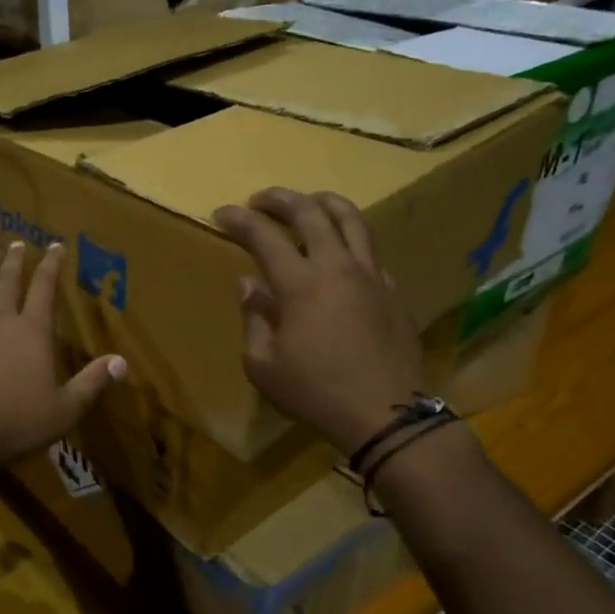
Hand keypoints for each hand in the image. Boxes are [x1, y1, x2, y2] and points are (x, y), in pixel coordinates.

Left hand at [0, 241, 125, 472]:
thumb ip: (92, 383)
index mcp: (32, 331)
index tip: (55, 245)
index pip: (45, 287)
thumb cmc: (17, 422)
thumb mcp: (65, 410)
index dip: (52, 264)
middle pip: (7, 281)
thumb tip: (121, 362)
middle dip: (15, 261)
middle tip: (16, 244)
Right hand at [213, 188, 428, 454]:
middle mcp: (337, 268)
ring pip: (351, 220)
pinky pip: (370, 251)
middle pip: (310, 212)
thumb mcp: (263, 365)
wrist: (387, 414)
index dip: (239, 220)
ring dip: (324, 203)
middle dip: (280, 198)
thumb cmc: (315, 392)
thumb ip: (254, 318)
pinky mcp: (392, 291)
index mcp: (300, 285)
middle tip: (260, 199)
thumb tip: (249, 285)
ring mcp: (370, 276)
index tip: (222, 213)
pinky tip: (340, 253)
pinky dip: (349, 239)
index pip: (264, 236)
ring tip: (308, 202)